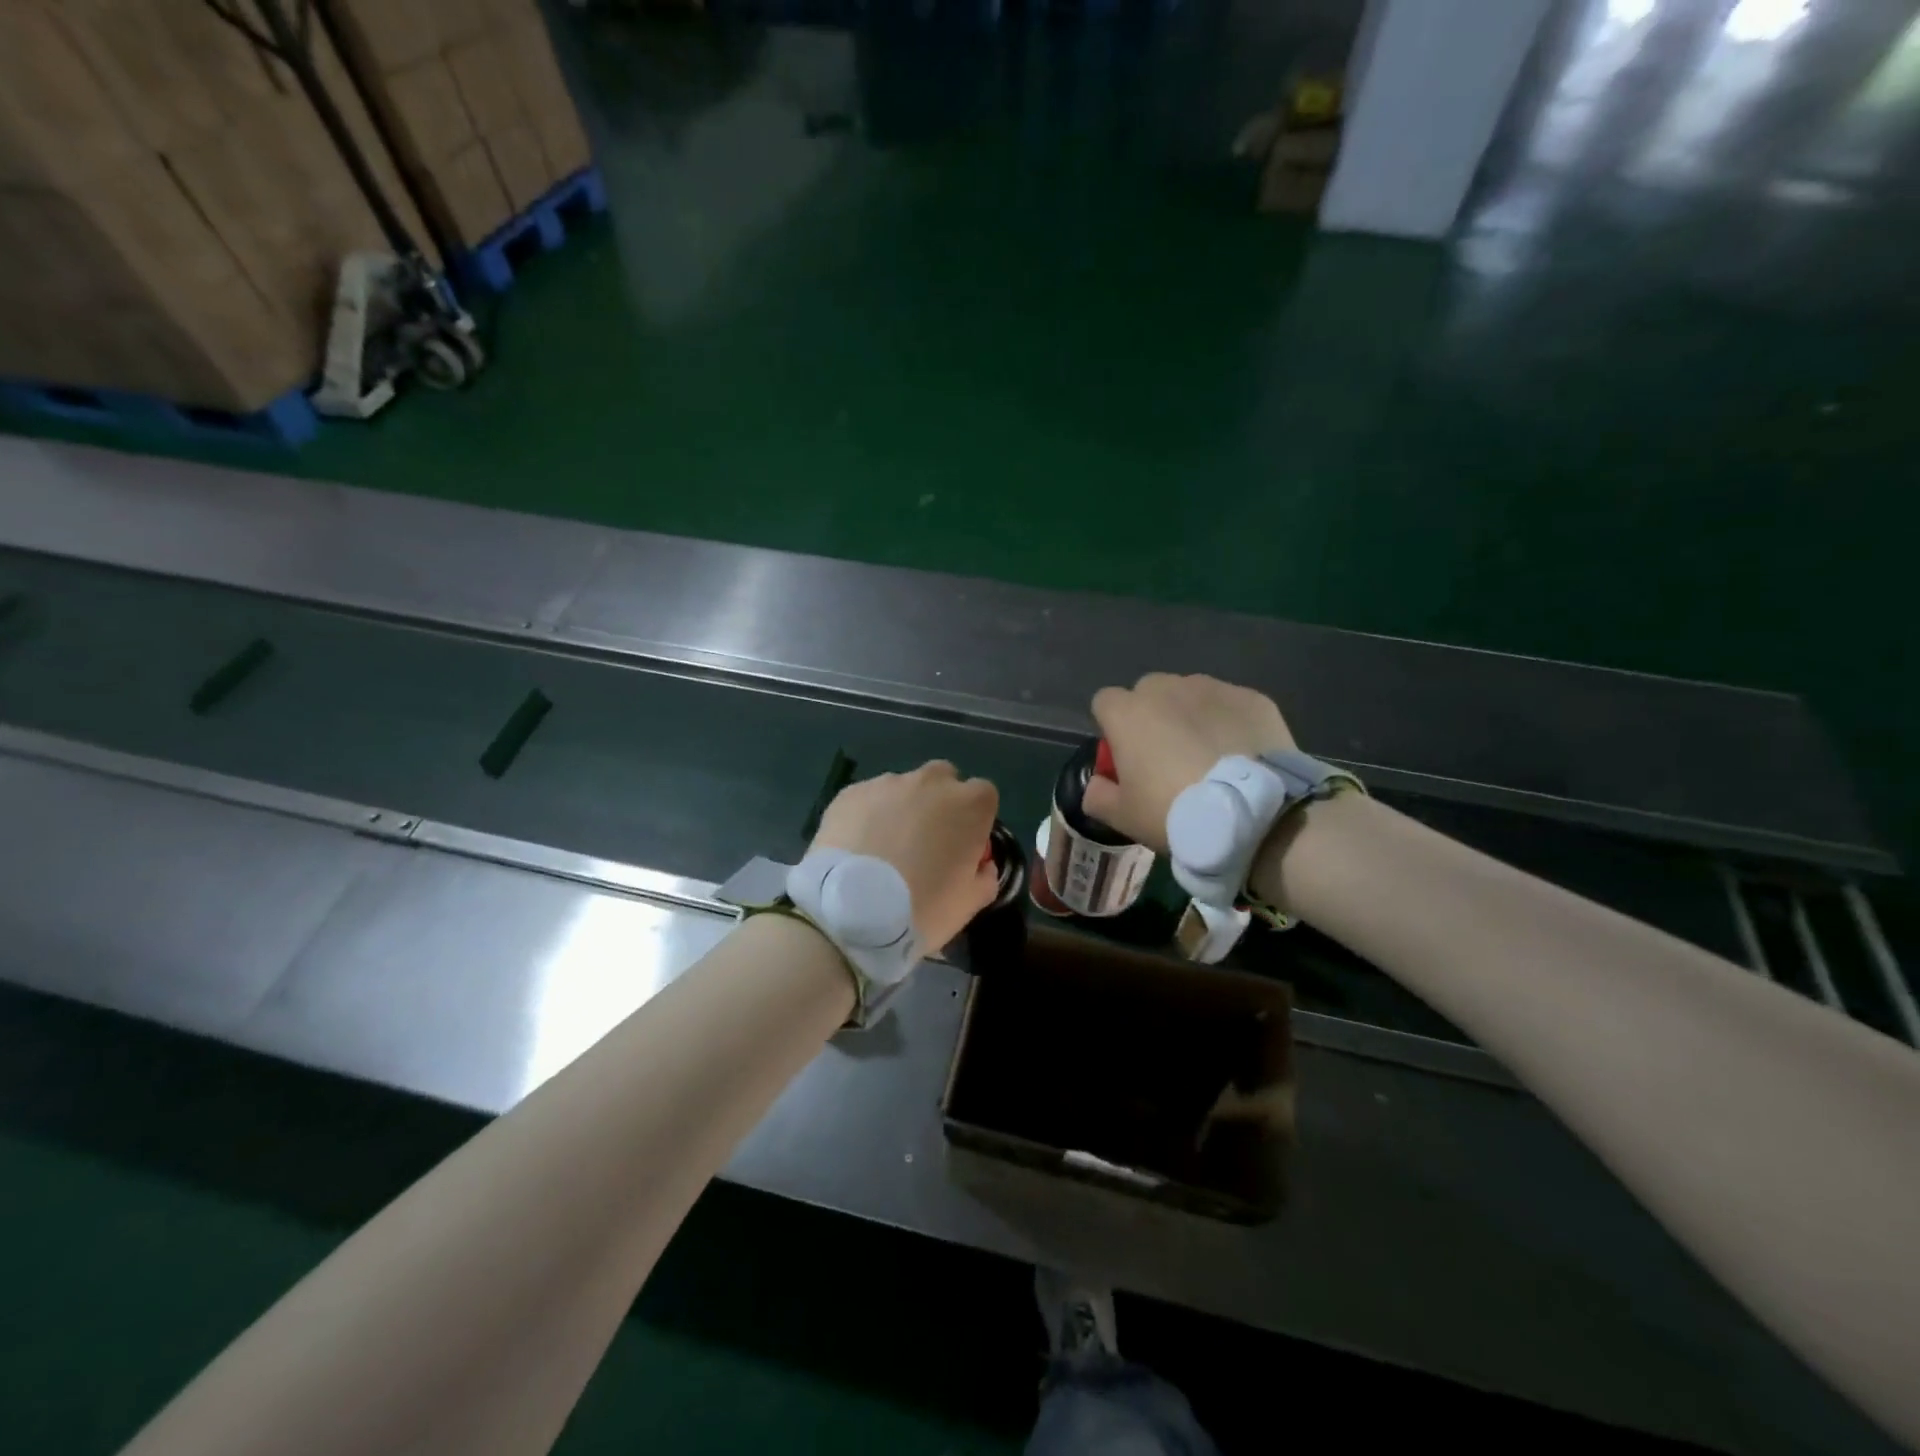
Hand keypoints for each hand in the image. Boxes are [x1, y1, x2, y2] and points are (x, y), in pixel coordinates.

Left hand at [812, 761, 1000, 946]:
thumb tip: (981, 865)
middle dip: (940, 802)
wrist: (850, 911)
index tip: (963, 845)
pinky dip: (868, 815)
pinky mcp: (851, 792)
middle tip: (925, 842)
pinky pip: (869, 798)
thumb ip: (984, 877)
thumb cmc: (921, 908)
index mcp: (969, 805)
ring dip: (902, 808)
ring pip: (903, 787)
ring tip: (885, 847)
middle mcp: (931, 782)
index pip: (984, 795)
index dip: (974, 819)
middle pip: (943, 780)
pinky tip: (858, 847)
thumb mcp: (968, 904)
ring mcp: (888, 783)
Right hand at [1086, 673, 1295, 851]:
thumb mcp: (1123, 817)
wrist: (1253, 815)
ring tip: (1209, 755)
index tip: (1125, 756)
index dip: (1112, 728)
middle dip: (1152, 716)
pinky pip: (1229, 705)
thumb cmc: (1175, 813)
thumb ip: (1097, 795)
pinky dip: (1229, 722)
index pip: (1104, 702)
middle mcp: (1166, 689)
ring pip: (1190, 694)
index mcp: (1128, 713)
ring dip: (1190, 716)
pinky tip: (1240, 754)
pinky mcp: (1251, 698)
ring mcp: (1212, 688)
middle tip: (1166, 757)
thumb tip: (1097, 783)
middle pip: (1148, 693)